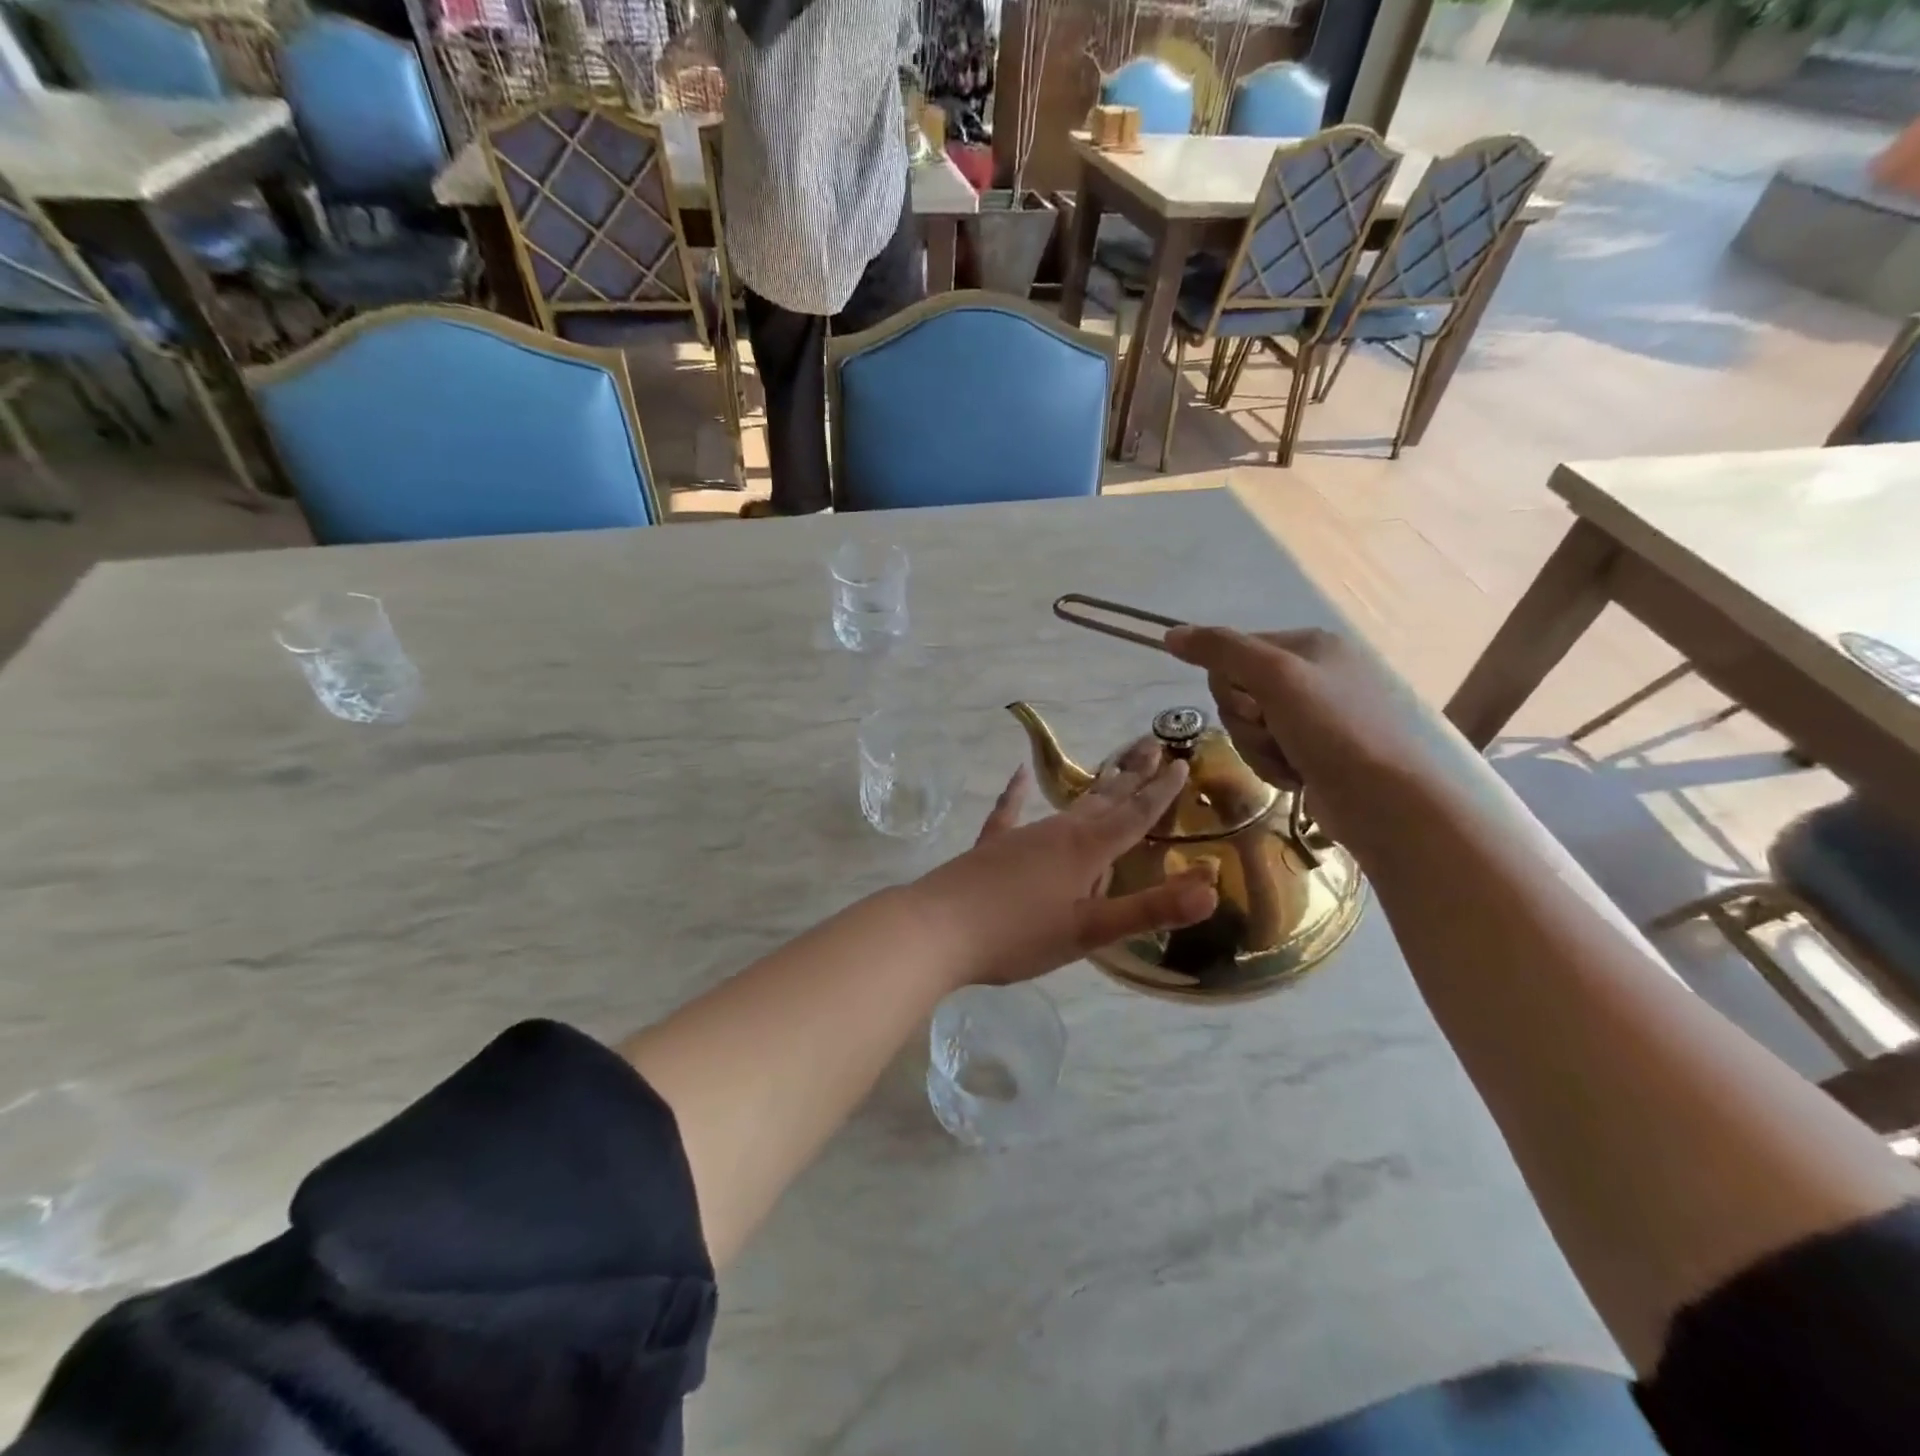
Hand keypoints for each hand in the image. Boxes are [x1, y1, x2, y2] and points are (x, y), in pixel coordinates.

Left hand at [911, 739, 1218, 985]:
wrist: (938, 929)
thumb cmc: (1019, 935)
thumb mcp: (1090, 932)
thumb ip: (1149, 910)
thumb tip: (1212, 890)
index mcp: (1085, 850)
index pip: (1134, 815)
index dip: (1161, 792)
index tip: (1182, 763)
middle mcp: (1057, 832)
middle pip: (1104, 799)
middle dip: (1133, 776)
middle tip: (1155, 745)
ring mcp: (1022, 834)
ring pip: (1069, 805)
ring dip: (1095, 786)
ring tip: (1112, 768)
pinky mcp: (992, 845)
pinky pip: (1010, 811)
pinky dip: (1017, 793)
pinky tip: (1019, 774)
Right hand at [1164, 626, 1446, 857]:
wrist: (1381, 799)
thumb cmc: (1330, 728)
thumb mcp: (1273, 677)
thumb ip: (1221, 650)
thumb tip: (1170, 633)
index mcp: (1309, 644)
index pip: (1233, 653)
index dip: (1230, 685)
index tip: (1254, 706)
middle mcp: (1312, 673)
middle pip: (1237, 692)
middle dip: (1246, 722)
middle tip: (1273, 733)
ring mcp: (1314, 715)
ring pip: (1247, 725)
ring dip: (1257, 748)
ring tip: (1288, 760)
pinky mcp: (1314, 750)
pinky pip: (1266, 750)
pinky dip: (1271, 765)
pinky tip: (1295, 776)